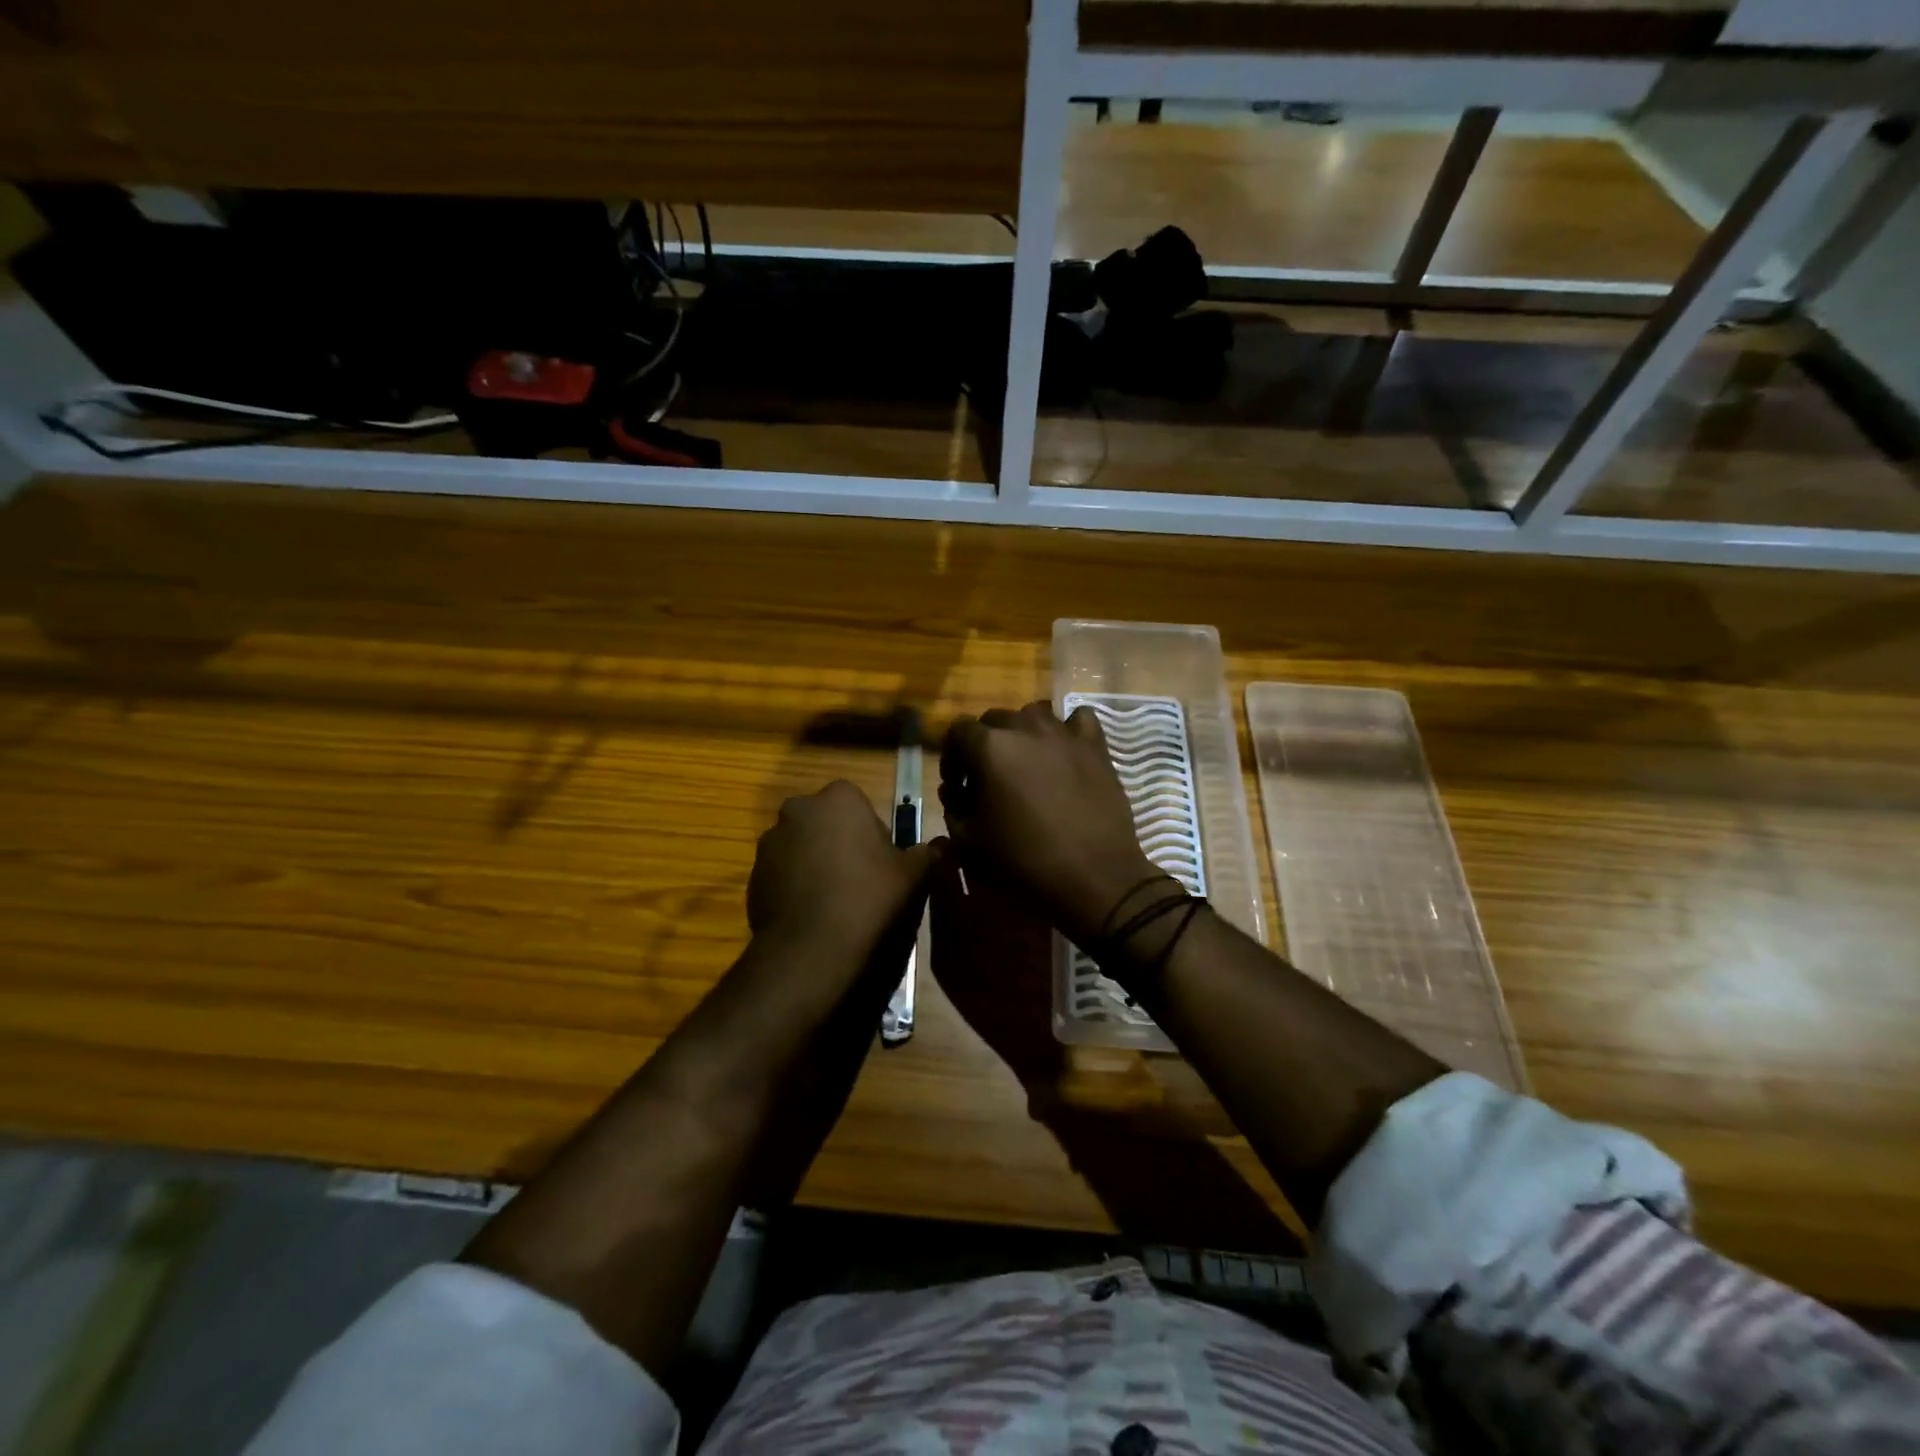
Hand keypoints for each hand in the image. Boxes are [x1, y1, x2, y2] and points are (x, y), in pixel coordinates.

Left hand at [747, 780, 938, 977]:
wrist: (812, 947)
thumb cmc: (869, 896)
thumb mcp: (912, 875)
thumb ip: (926, 854)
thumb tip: (936, 847)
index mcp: (838, 798)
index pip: (859, 804)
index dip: (872, 833)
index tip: (881, 862)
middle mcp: (798, 809)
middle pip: (826, 822)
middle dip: (839, 843)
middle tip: (860, 880)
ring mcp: (770, 842)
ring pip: (801, 847)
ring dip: (815, 864)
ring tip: (834, 902)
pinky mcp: (752, 875)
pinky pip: (782, 874)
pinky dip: (795, 887)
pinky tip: (812, 915)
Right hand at [940, 703, 1159, 946]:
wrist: (1092, 875)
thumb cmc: (1024, 860)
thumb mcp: (968, 841)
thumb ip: (953, 808)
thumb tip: (957, 793)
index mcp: (989, 747)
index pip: (957, 730)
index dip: (951, 755)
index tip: (957, 783)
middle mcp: (1024, 727)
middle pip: (994, 719)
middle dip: (985, 744)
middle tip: (989, 778)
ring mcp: (1063, 733)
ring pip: (1033, 715)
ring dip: (1022, 734)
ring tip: (1027, 764)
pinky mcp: (1095, 745)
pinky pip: (1077, 719)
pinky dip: (1067, 729)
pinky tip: (1065, 751)